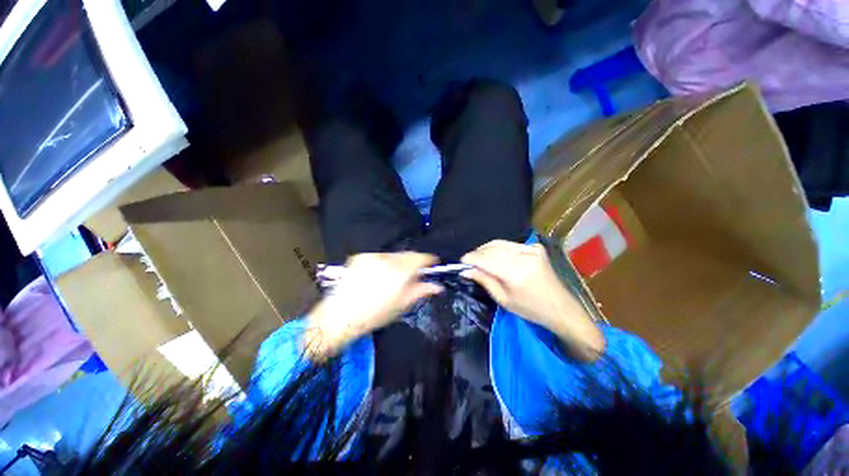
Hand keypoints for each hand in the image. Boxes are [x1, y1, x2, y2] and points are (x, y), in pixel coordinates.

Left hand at [305, 252, 442, 359]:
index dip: (428, 259)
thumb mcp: (401, 305)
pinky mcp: (360, 257)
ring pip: (393, 255)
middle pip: (407, 254)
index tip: (432, 263)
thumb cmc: (374, 314)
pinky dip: (384, 263)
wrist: (340, 316)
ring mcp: (372, 257)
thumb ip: (421, 291)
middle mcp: (386, 259)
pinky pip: (379, 257)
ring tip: (393, 278)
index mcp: (399, 272)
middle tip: (413, 274)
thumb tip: (437, 286)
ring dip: (398, 262)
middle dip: (413, 262)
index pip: (420, 258)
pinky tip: (379, 276)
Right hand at [461, 240, 603, 360]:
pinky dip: (498, 249)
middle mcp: (524, 255)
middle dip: (477, 253)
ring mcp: (531, 249)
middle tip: (469, 262)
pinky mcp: (536, 247)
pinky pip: (509, 244)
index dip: (471, 258)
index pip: (486, 259)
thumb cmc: (531, 309)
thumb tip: (466, 270)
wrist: (561, 308)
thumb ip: (484, 280)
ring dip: (486, 250)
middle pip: (491, 248)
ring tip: (479, 259)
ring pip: (499, 243)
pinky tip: (494, 257)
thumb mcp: (503, 299)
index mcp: (516, 272)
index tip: (461, 262)